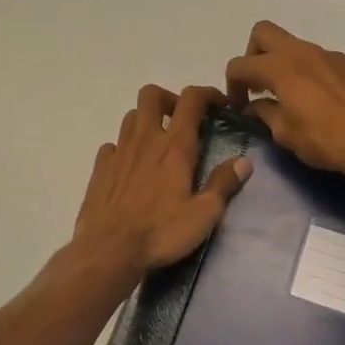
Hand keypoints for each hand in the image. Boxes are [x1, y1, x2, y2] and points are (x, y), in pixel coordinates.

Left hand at [71, 85, 252, 274]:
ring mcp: (119, 151)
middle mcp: (145, 139)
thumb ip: (224, 184)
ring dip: (147, 121)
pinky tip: (131, 168)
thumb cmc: (161, 232)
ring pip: (131, 116)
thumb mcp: (204, 214)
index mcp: (175, 146)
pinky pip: (112, 145)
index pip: (191, 99)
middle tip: (182, 121)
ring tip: (159, 144)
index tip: (220, 105)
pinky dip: (124, 148)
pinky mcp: (100, 168)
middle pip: (151, 94)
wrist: (108, 251)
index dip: (207, 93)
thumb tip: (244, 162)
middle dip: (169, 99)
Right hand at [224, 22, 344, 187]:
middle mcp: (304, 52)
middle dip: (254, 54)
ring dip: (287, 65)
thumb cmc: (325, 141)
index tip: (239, 105)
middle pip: (264, 32)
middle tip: (259, 84)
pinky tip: (325, 101)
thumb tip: (255, 106)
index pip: (240, 64)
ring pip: (298, 47)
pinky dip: (315, 74)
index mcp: (280, 67)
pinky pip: (324, 61)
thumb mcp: (285, 134)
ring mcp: (332, 55)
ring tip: (294, 97)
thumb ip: (264, 113)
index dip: (232, 85)